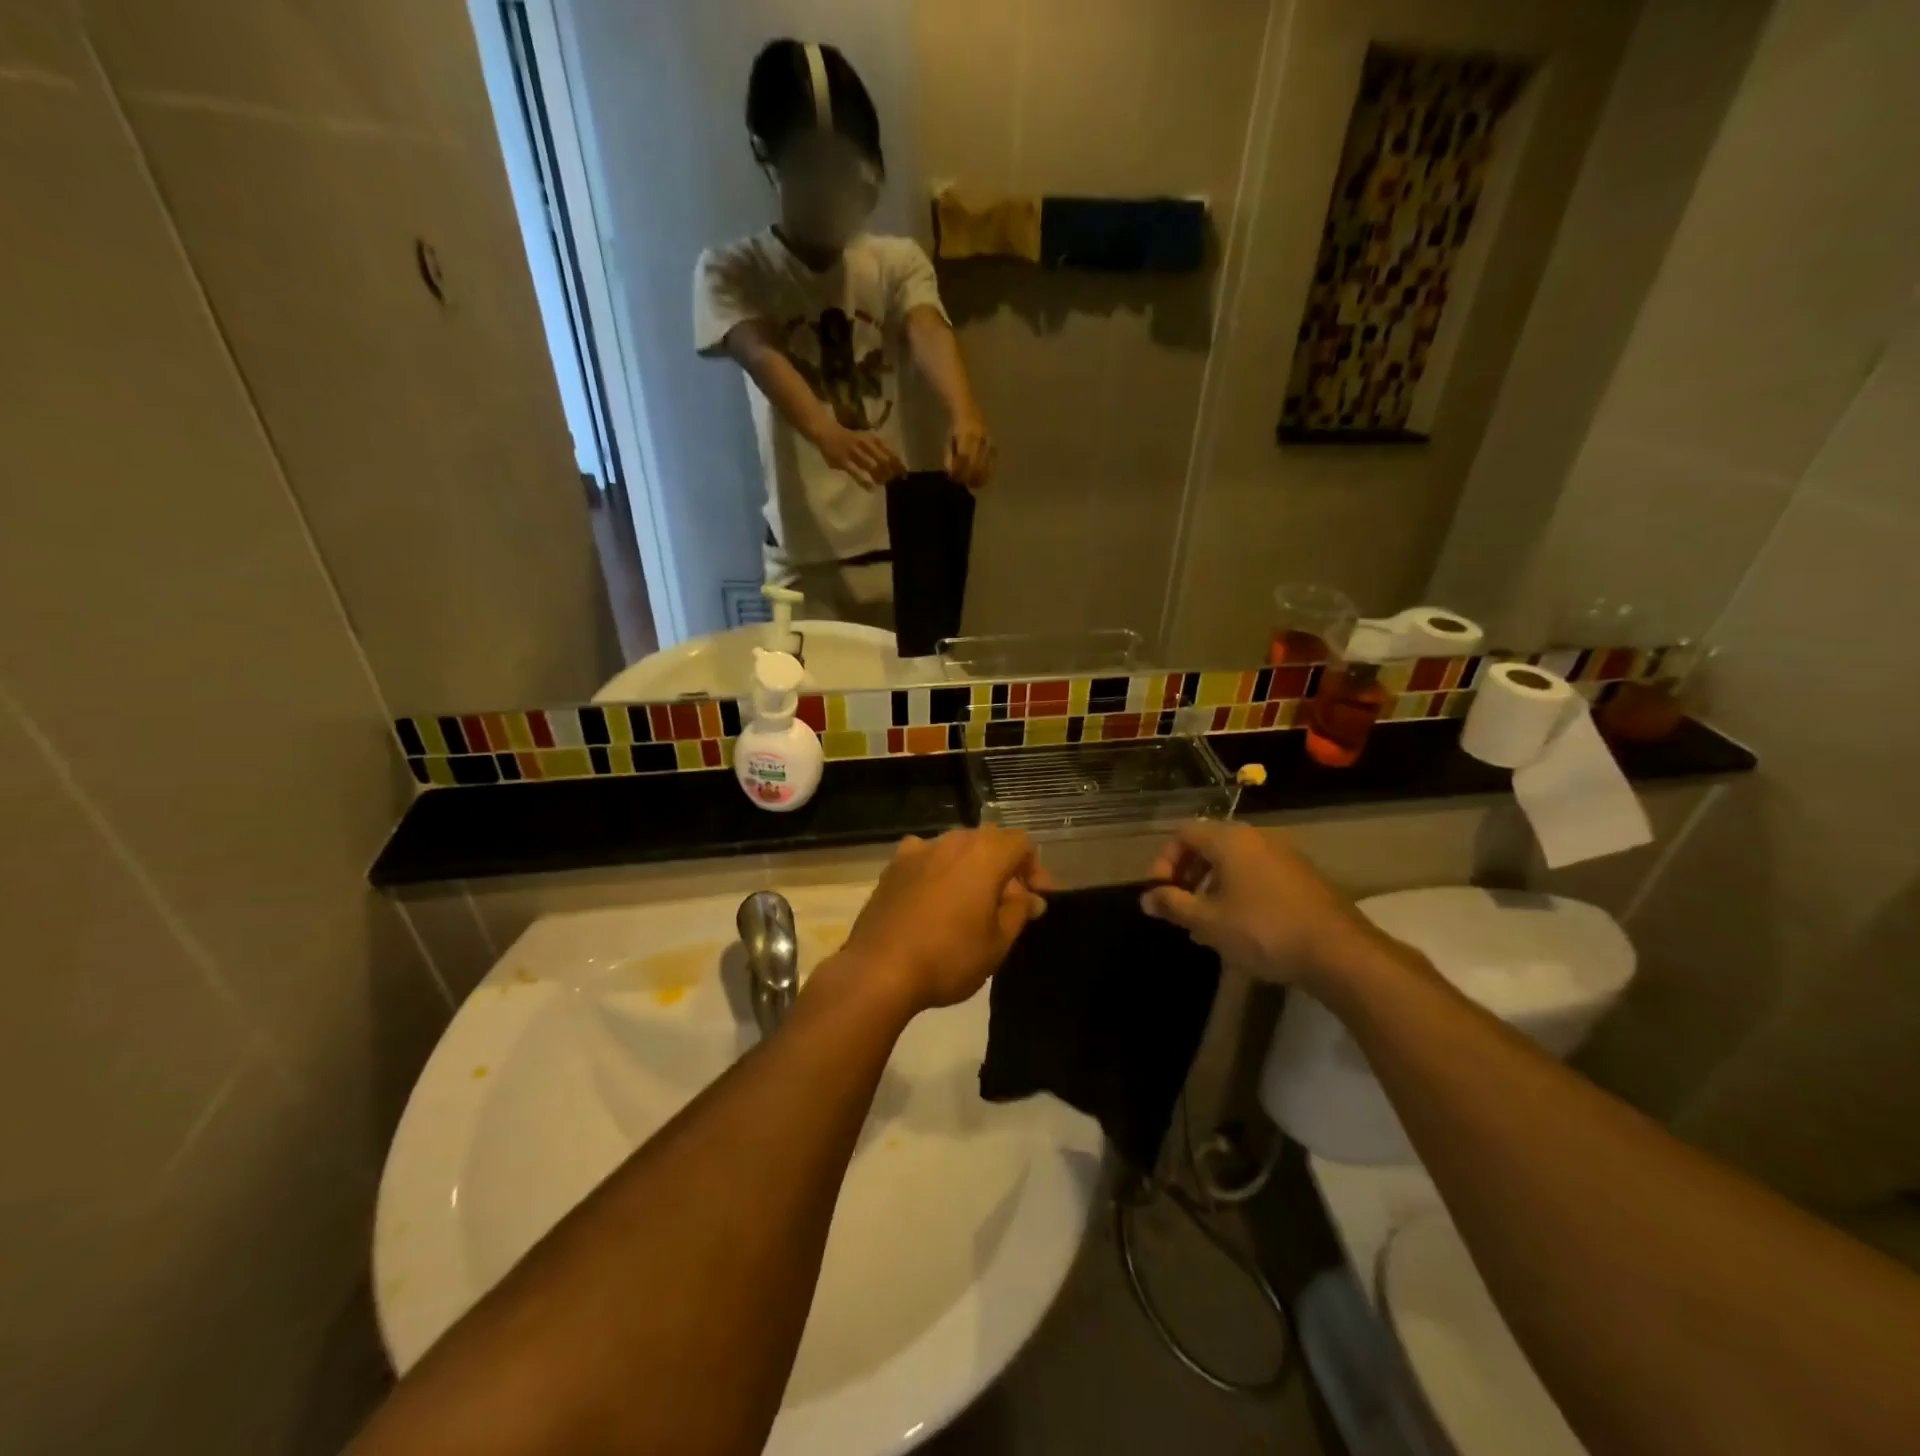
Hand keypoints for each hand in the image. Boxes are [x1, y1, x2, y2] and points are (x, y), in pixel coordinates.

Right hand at [812, 422, 905, 490]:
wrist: (826, 432)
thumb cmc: (848, 438)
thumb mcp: (866, 440)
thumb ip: (878, 449)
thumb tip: (894, 463)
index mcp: (871, 438)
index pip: (890, 451)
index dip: (898, 463)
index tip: (905, 473)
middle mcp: (865, 444)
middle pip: (884, 459)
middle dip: (891, 472)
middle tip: (894, 481)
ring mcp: (854, 452)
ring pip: (872, 466)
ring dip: (880, 477)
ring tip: (883, 483)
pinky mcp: (844, 461)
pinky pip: (857, 473)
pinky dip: (865, 481)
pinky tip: (871, 488)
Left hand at [837, 829, 1051, 1014]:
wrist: (879, 970)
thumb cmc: (949, 957)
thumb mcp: (997, 942)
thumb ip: (1018, 911)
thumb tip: (1029, 897)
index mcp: (984, 854)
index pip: (1021, 843)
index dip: (1034, 869)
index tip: (1036, 900)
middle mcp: (952, 841)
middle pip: (989, 840)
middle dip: (1004, 867)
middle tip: (1010, 903)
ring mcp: (918, 850)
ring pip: (956, 847)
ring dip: (971, 867)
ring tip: (973, 901)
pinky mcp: (893, 866)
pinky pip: (926, 858)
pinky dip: (938, 870)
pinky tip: (935, 896)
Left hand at [944, 408, 995, 489]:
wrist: (971, 412)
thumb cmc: (957, 429)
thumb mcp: (950, 440)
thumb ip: (950, 455)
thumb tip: (950, 472)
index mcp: (966, 435)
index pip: (963, 457)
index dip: (959, 470)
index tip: (954, 479)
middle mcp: (980, 438)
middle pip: (975, 463)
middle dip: (968, 476)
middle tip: (962, 484)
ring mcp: (988, 443)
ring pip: (985, 465)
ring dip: (978, 478)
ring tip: (972, 485)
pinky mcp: (994, 447)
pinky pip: (992, 464)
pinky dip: (986, 474)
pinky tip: (981, 481)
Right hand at [1140, 821, 1382, 988]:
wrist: (1339, 952)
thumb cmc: (1262, 930)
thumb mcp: (1208, 920)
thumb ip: (1173, 905)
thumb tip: (1146, 898)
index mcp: (1230, 839)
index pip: (1183, 834)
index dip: (1164, 861)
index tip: (1160, 894)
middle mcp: (1257, 838)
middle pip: (1209, 846)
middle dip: (1188, 876)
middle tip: (1180, 909)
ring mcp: (1284, 856)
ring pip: (1234, 863)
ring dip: (1212, 887)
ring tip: (1206, 924)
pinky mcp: (1302, 877)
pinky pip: (1257, 875)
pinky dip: (1239, 892)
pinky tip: (1240, 927)